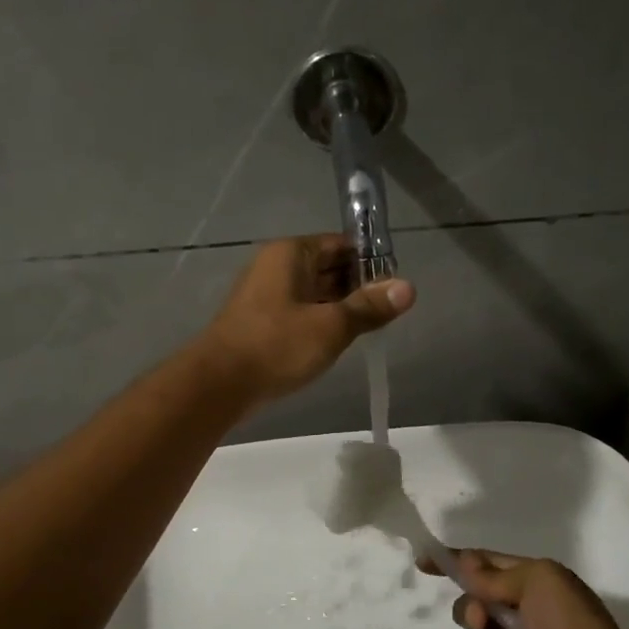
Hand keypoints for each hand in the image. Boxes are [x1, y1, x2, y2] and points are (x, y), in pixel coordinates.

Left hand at [199, 235, 413, 404]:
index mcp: (291, 253)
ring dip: (341, 307)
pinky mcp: (262, 322)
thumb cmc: (277, 345)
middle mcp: (276, 266)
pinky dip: (321, 321)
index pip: (341, 244)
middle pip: (329, 267)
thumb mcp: (331, 326)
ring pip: (315, 292)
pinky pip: (300, 312)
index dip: (371, 262)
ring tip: (370, 328)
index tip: (395, 286)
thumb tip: (409, 287)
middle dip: (358, 286)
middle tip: (388, 311)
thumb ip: (369, 307)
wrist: (219, 384)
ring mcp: (266, 295)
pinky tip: (338, 342)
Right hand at [431, 550, 628, 628]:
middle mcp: (523, 610)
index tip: (422, 562)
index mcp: (531, 580)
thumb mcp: (538, 584)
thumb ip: (495, 575)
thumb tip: (465, 563)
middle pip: (472, 605)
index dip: (452, 562)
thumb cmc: (572, 628)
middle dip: (474, 613)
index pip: (482, 564)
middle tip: (485, 620)